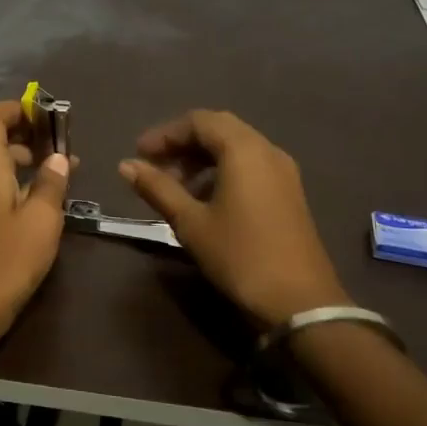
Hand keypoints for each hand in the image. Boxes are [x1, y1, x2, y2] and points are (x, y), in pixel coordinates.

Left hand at [0, 100, 72, 346]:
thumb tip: (58, 157)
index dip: (15, 108)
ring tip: (66, 171)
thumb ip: (50, 184)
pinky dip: (22, 184)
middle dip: (30, 134)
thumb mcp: (41, 220)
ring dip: (29, 161)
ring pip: (0, 166)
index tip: (46, 115)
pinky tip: (48, 202)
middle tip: (65, 144)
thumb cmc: (7, 261)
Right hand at [118, 110, 346, 327]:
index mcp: (243, 150)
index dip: (164, 134)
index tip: (138, 154)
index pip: (198, 122)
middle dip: (183, 143)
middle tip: (155, 165)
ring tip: (175, 185)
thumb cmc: (240, 256)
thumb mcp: (191, 222)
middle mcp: (267, 151)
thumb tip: (126, 165)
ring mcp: (283, 172)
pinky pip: (250, 165)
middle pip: (219, 129)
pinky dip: (223, 170)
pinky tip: (205, 199)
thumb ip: (158, 188)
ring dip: (202, 158)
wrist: (300, 303)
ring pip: (236, 147)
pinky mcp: (289, 193)